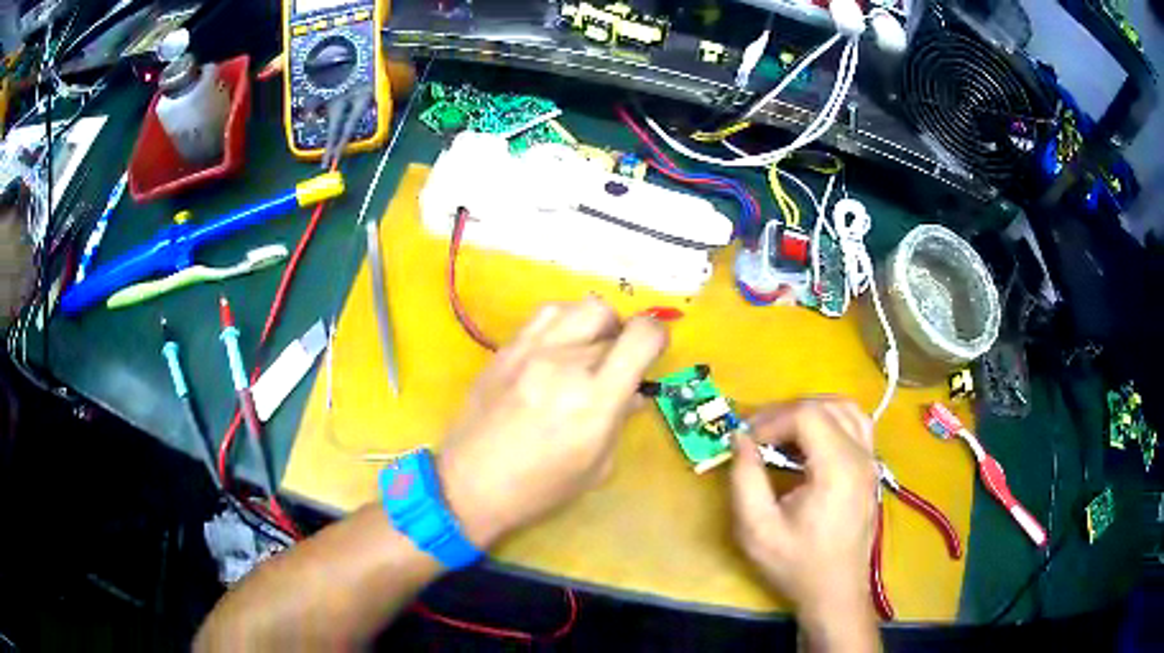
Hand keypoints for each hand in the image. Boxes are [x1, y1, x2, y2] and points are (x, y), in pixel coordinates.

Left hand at [437, 299, 666, 548]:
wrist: (470, 484)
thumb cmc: (539, 489)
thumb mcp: (596, 467)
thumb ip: (619, 422)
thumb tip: (633, 394)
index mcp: (596, 400)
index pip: (642, 338)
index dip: (658, 337)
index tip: (655, 351)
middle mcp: (566, 364)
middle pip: (613, 323)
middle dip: (627, 340)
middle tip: (620, 362)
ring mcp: (532, 351)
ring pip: (583, 306)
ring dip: (599, 323)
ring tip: (592, 347)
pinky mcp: (507, 348)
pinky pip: (547, 313)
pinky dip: (566, 320)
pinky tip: (561, 343)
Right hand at [730, 398, 879, 648]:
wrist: (836, 591)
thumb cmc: (796, 564)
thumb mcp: (757, 529)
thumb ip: (745, 479)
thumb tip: (739, 438)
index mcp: (838, 468)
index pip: (806, 415)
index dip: (771, 421)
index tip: (746, 443)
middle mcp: (861, 455)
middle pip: (825, 405)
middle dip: (786, 412)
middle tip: (757, 435)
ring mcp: (871, 460)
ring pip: (845, 408)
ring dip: (810, 411)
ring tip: (782, 432)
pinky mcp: (871, 468)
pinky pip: (856, 423)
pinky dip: (831, 419)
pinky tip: (810, 441)